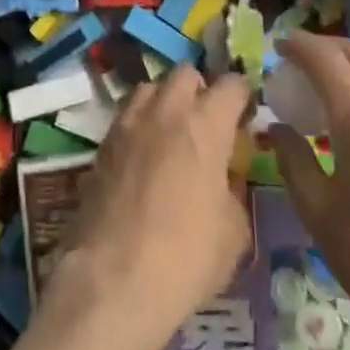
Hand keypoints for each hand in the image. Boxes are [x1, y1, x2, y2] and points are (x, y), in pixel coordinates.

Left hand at [48, 68, 252, 345]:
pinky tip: (144, 156)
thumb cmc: (186, 256)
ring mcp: (130, 121)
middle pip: (186, 74)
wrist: (115, 276)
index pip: (232, 84)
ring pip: (151, 87)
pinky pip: (127, 114)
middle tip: (206, 124)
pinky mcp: (104, 141)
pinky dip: (140, 124)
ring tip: (171, 135)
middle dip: (200, 90)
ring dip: (165, 101)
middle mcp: (167, 109)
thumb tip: (225, 180)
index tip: (245, 117)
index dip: (242, 96)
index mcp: (206, 124)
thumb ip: (234, 191)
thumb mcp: (234, 233)